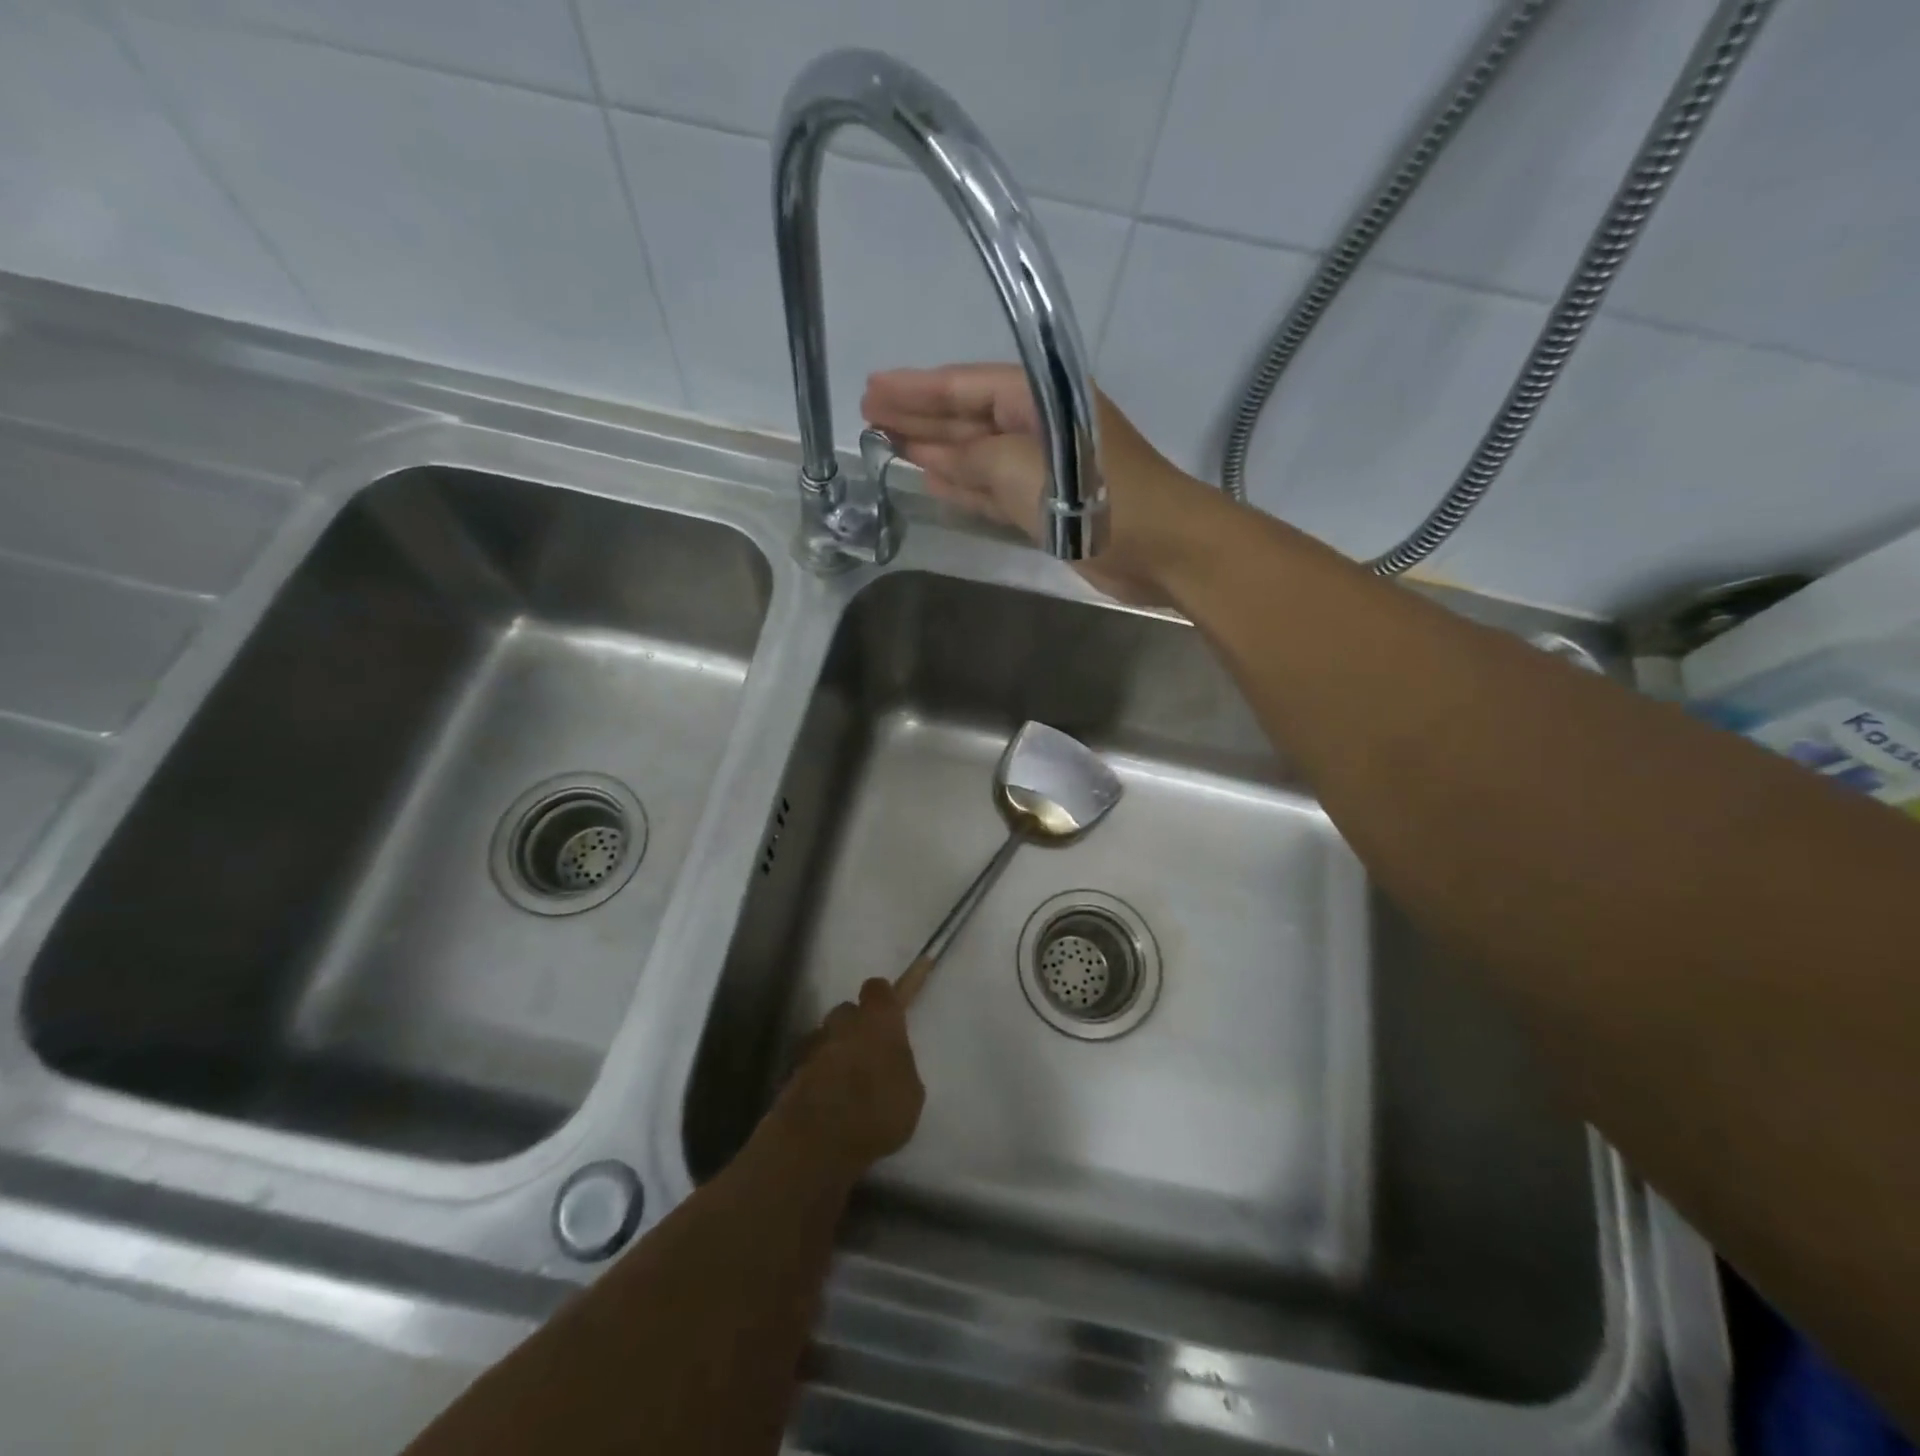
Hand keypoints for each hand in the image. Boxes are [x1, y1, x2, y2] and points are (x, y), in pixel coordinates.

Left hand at [774, 978, 924, 1172]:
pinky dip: (815, 1077)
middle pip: (846, 1011)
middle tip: (866, 1054)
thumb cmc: (878, 1114)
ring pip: (824, 1038)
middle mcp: (843, 1024)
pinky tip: (824, 1103)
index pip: (877, 988)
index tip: (888, 1014)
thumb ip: (899, 1066)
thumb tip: (889, 1063)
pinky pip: (808, 1067)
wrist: (818, 1144)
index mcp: (878, 1021)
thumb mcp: (911, 1093)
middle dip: (854, 1027)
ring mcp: (813, 1047)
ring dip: (832, 1051)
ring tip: (843, 1083)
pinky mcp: (791, 1073)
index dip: (882, 998)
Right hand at [860, 363, 1215, 605]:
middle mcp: (1037, 426)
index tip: (872, 389)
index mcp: (1037, 397)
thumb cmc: (1092, 493)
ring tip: (888, 445)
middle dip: (919, 416)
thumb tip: (935, 457)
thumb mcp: (1018, 465)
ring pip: (976, 454)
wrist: (1158, 546)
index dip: (916, 389)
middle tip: (868, 415)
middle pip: (967, 416)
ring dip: (935, 450)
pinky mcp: (1045, 506)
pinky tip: (931, 482)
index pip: (965, 384)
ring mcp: (1041, 468)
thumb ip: (972, 457)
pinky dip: (963, 487)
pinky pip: (992, 489)